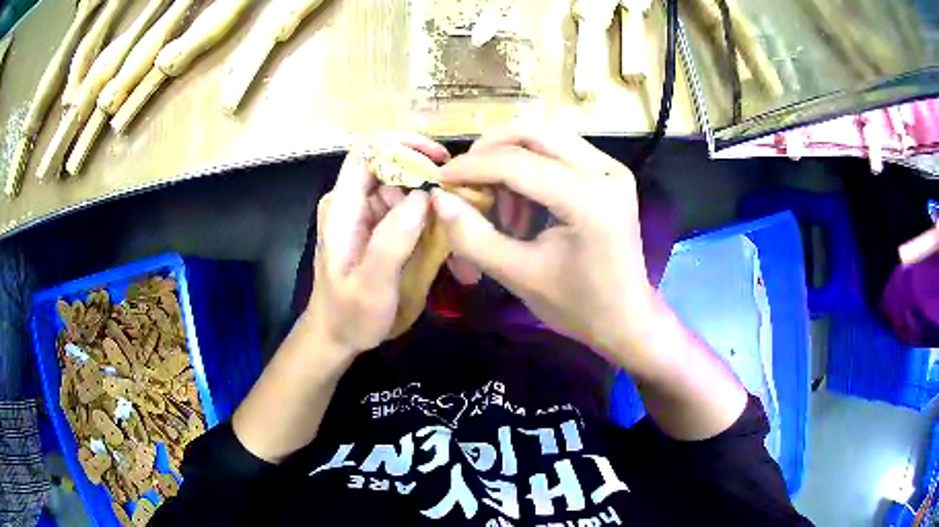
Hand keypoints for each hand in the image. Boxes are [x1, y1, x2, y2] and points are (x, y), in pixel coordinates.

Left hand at [308, 133, 449, 356]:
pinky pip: (404, 208)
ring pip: (401, 186)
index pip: (367, 151)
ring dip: (429, 198)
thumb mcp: (372, 285)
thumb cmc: (350, 314)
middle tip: (457, 198)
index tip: (439, 159)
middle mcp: (351, 202)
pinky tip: (443, 236)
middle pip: (390, 166)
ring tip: (455, 223)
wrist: (336, 336)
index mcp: (343, 208)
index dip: (402, 144)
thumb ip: (393, 239)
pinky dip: (425, 216)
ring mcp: (363, 214)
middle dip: (425, 175)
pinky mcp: (375, 228)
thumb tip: (423, 195)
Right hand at [433, 129, 654, 361]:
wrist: (627, 318)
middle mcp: (605, 171)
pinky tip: (524, 206)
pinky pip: (559, 151)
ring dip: (510, 161)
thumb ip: (473, 236)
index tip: (440, 180)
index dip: (470, 167)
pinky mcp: (611, 172)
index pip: (515, 162)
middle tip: (468, 183)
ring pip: (545, 136)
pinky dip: (531, 168)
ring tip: (501, 208)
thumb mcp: (518, 276)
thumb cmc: (578, 306)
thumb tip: (438, 198)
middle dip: (489, 151)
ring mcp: (612, 168)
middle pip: (532, 131)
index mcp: (588, 200)